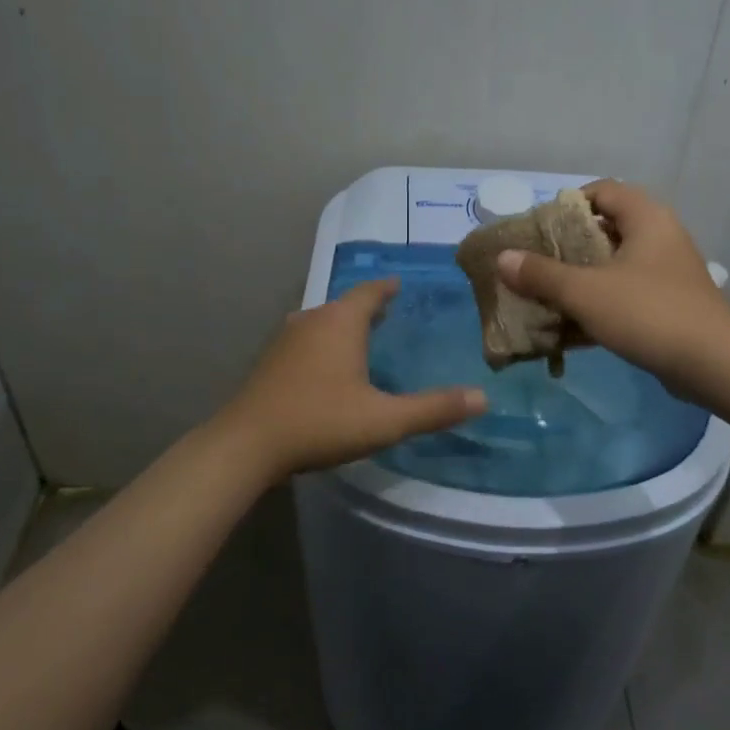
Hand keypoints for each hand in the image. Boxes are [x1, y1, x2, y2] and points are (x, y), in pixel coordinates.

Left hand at [218, 278, 486, 479]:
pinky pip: (305, 340)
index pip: (370, 291)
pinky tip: (328, 368)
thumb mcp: (385, 420)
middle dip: (368, 308)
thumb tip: (483, 397)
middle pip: (345, 305)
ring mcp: (285, 340)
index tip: (401, 284)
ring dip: (343, 326)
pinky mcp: (269, 361)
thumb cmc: (320, 422)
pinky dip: (323, 344)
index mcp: (340, 322)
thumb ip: (434, 409)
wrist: (247, 445)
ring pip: (322, 322)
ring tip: (363, 339)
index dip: (388, 288)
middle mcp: (311, 320)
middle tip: (392, 315)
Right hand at [496, 180, 729, 386]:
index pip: (602, 191)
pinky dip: (600, 304)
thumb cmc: (648, 313)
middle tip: (536, 265)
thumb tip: (503, 258)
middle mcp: (660, 237)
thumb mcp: (586, 292)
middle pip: (606, 229)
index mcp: (646, 218)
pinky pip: (626, 293)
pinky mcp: (670, 303)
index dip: (568, 205)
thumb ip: (542, 274)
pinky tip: (573, 327)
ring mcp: (668, 272)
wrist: (713, 363)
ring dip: (581, 279)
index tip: (540, 230)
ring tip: (547, 297)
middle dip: (568, 247)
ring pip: (615, 265)